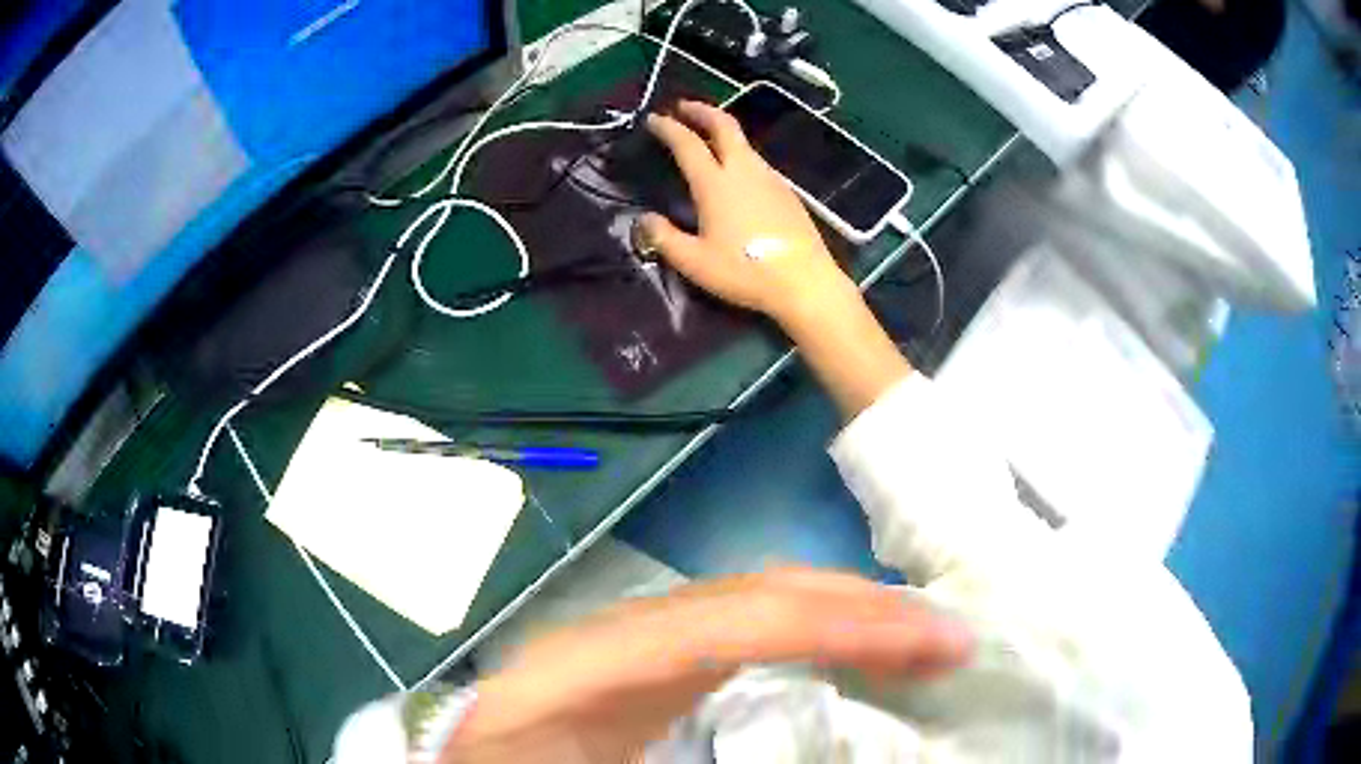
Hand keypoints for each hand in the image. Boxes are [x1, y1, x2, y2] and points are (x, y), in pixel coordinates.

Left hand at [443, 568, 971, 762]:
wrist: (465, 759)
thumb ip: (703, 754)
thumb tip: (819, 742)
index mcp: (603, 665)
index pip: (747, 622)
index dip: (850, 624)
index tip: (938, 642)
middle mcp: (621, 631)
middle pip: (760, 593)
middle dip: (864, 608)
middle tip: (947, 638)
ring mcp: (631, 635)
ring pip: (756, 600)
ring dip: (842, 612)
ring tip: (912, 638)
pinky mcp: (643, 654)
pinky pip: (739, 626)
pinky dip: (805, 630)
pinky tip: (842, 650)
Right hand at [640, 101, 861, 334]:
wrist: (805, 282)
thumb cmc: (745, 271)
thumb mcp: (694, 262)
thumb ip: (664, 237)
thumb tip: (644, 219)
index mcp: (716, 182)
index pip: (687, 143)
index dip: (668, 127)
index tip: (653, 119)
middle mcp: (744, 169)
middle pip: (724, 125)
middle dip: (701, 111)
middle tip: (683, 107)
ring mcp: (770, 178)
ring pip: (744, 142)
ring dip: (722, 131)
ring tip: (706, 137)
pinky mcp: (787, 192)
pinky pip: (757, 161)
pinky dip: (739, 153)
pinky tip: (736, 171)